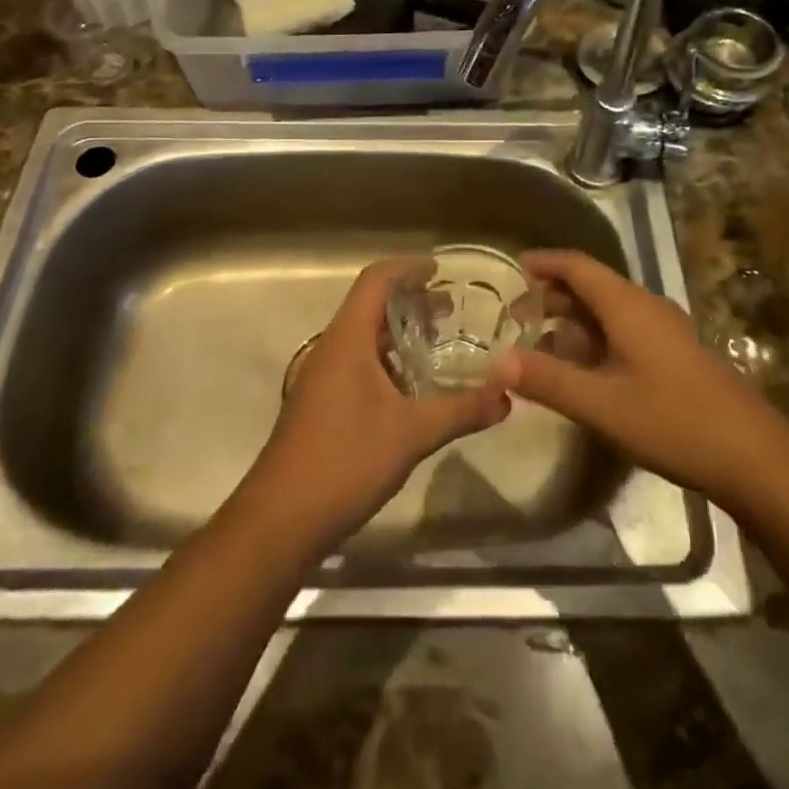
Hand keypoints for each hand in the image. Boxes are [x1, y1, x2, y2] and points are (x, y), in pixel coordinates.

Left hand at [242, 258, 511, 550]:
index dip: (408, 268)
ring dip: (399, 334)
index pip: (376, 280)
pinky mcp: (321, 404)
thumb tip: (508, 395)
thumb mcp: (412, 433)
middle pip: (371, 306)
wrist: (280, 519)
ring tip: (438, 344)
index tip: (440, 271)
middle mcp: (331, 348)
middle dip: (411, 302)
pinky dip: (387, 361)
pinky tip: (412, 388)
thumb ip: (462, 410)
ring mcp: (322, 377)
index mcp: (347, 339)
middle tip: (451, 310)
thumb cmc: (345, 460)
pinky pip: (357, 364)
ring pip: (364, 338)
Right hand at [488, 249, 776, 505]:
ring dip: (573, 320)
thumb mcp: (601, 404)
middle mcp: (646, 307)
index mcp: (627, 305)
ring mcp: (665, 331)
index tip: (512, 267)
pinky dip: (595, 339)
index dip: (544, 262)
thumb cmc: (673, 420)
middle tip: (516, 315)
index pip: (577, 265)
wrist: (754, 457)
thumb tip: (496, 363)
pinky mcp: (676, 355)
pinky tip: (584, 370)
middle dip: (552, 295)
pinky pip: (625, 331)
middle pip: (592, 286)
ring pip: (609, 311)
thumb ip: (547, 380)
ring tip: (541, 343)